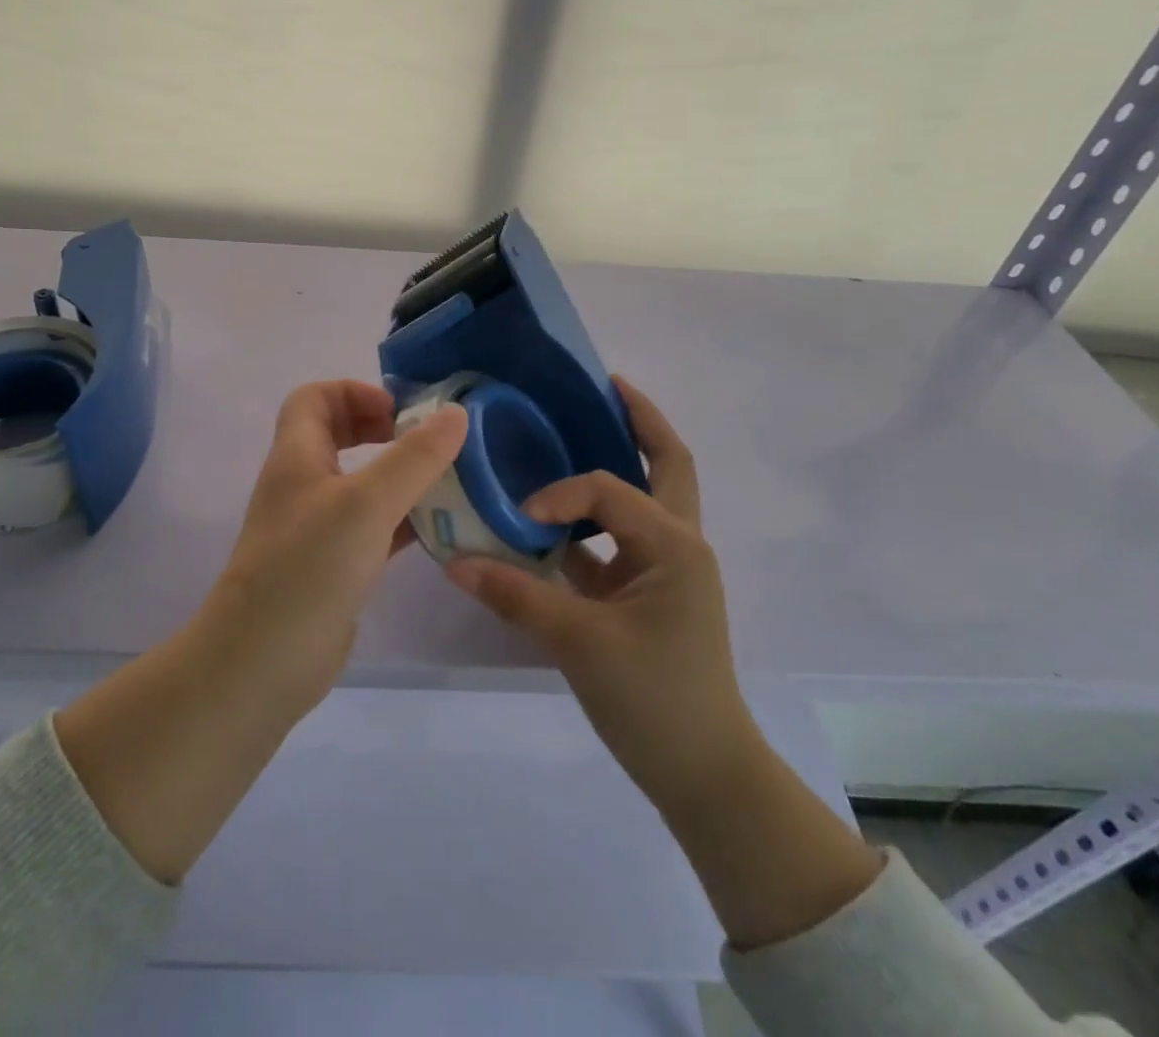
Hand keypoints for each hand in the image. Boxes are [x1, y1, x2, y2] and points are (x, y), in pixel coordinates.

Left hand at [56, 380, 464, 884]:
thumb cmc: (309, 568)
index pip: (315, 397)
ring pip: (360, 483)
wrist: (263, 663)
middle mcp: (303, 484)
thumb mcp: (366, 503)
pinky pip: (372, 526)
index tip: (400, 412)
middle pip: (338, 435)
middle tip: (428, 442)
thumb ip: (413, 458)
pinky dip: (402, 519)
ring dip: (399, 475)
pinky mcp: (334, 565)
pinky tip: (439, 528)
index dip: (355, 391)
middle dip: (382, 429)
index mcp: (297, 456)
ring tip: (447, 480)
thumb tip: (455, 414)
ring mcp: (317, 527)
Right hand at [446, 377, 752, 823]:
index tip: (522, 521)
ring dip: (618, 465)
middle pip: (668, 461)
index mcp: (673, 542)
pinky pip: (620, 541)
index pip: (609, 487)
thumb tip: (453, 562)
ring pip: (647, 498)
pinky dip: (592, 525)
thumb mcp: (579, 643)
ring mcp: (668, 568)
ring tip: (574, 434)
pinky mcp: (650, 594)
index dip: (561, 494)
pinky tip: (550, 524)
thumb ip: (515, 595)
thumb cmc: (654, 700)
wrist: (705, 775)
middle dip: (639, 420)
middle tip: (603, 384)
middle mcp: (680, 542)